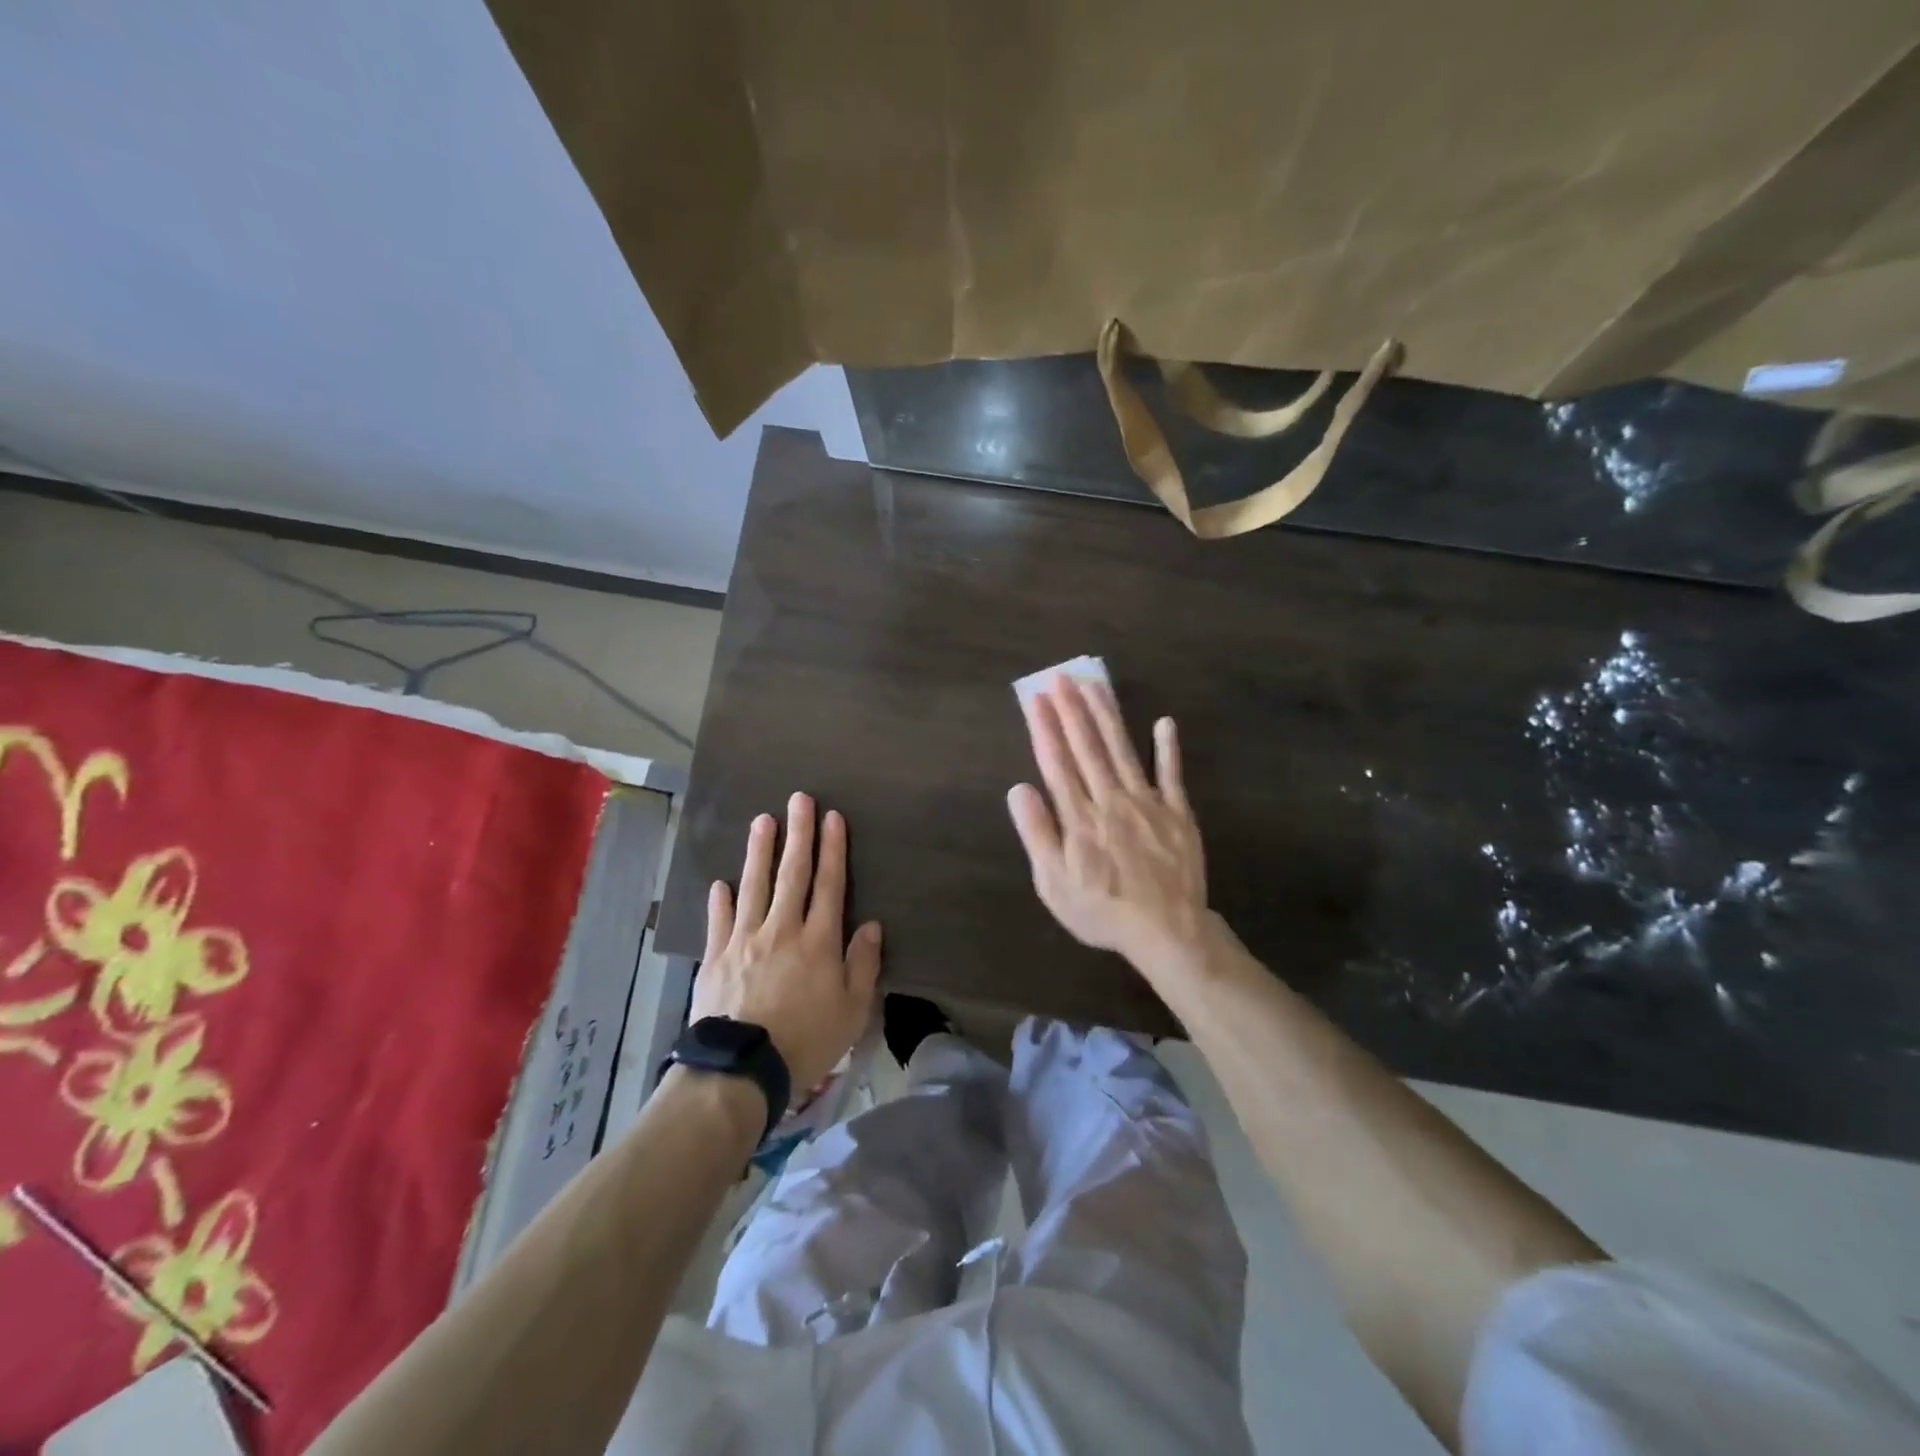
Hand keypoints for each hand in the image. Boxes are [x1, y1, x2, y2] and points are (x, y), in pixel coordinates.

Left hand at [690, 792, 882, 1091]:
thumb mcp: (852, 1011)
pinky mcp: (716, 957)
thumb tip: (872, 925)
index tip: (832, 817)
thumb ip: (863, 965)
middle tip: (798, 799)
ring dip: (760, 851)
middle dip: (798, 834)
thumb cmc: (806, 1041)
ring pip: (754, 885)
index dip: (833, 848)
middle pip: (792, 873)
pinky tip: (722, 882)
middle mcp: (782, 929)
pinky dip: (721, 900)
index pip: (830, 884)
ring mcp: (744, 940)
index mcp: (819, 941)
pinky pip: (719, 921)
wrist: (741, 1069)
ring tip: (762, 820)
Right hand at [1008, 677, 1208, 971]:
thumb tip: (1019, 788)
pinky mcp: (1177, 813)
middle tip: (1062, 677)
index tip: (1035, 698)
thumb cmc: (1102, 910)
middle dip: (1072, 710)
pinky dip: (1168, 748)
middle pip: (1088, 747)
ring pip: (1123, 750)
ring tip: (1095, 685)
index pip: (1057, 762)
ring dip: (1107, 716)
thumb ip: (1038, 833)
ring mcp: (1148, 803)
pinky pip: (1171, 775)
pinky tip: (1164, 722)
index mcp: (1079, 817)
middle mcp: (1111, 800)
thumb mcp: (1054, 883)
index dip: (1045, 728)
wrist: (1166, 930)